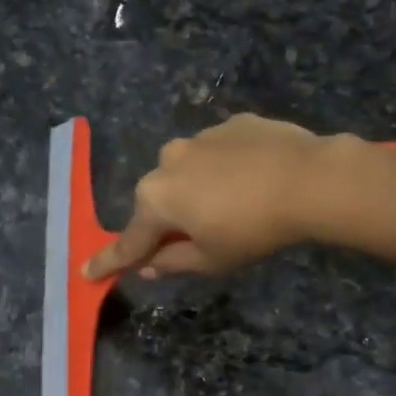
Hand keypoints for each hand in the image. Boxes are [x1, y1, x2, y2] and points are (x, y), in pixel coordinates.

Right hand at [84, 114, 343, 279]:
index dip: (109, 261)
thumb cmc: (253, 229)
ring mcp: (200, 137)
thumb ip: (174, 262)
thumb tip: (150, 265)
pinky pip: (219, 153)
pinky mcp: (232, 123)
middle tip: (197, 238)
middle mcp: (167, 162)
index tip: (86, 272)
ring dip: (199, 190)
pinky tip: (255, 179)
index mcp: (156, 199)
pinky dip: (227, 167)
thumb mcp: (212, 260)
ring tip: (237, 204)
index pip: (129, 241)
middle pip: (159, 201)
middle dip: (169, 220)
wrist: (309, 179)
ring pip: (188, 172)